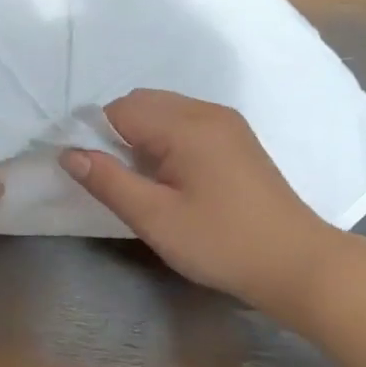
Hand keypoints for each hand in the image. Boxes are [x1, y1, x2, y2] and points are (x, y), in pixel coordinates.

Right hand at [60, 89, 335, 304]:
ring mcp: (226, 123)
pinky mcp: (237, 139)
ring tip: (146, 183)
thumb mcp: (154, 218)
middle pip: (142, 103)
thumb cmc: (220, 242)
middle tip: (119, 180)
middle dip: (118, 133)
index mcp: (185, 125)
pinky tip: (173, 178)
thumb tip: (69, 153)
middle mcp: (207, 112)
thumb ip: (108, 181)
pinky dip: (167, 140)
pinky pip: (187, 123)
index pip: (120, 110)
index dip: (96, 137)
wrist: (296, 263)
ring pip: (165, 111)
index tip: (95, 175)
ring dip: (143, 136)